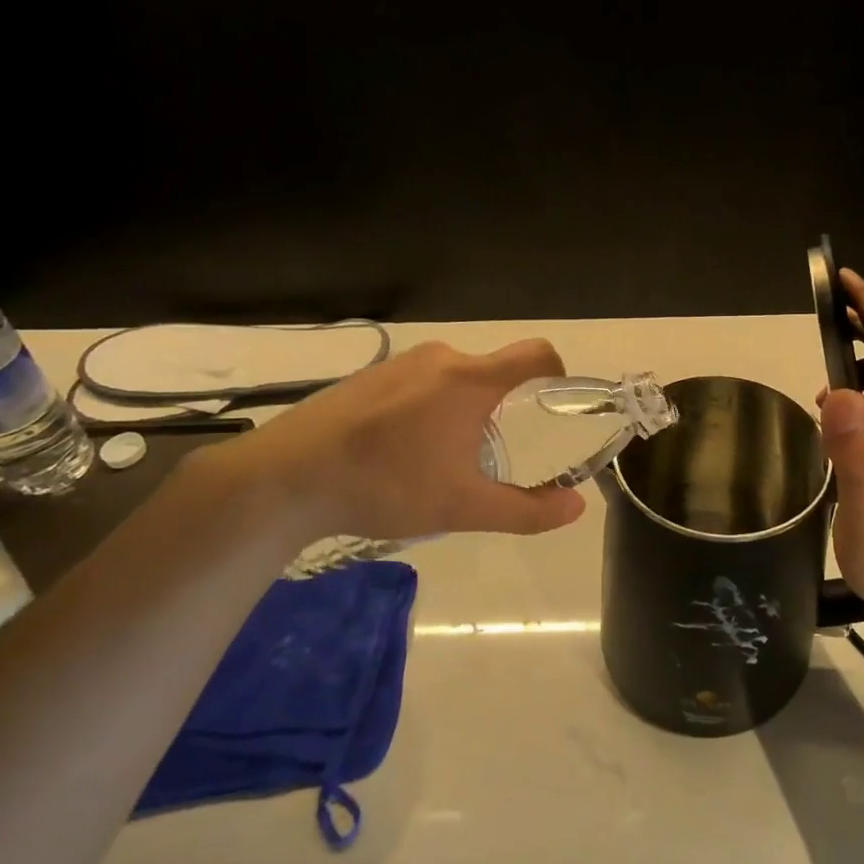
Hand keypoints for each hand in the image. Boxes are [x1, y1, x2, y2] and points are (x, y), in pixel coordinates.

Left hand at [202, 338, 586, 547]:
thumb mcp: (463, 506)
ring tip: (442, 457)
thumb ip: (526, 510)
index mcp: (470, 379)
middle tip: (492, 452)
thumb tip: (576, 507)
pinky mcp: (369, 376)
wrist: (287, 477)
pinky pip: (418, 383)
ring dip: (462, 409)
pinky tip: (400, 450)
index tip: (557, 404)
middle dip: (503, 406)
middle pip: (493, 371)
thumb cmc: (387, 485)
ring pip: (453, 378)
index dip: (557, 372)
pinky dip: (427, 408)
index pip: (535, 353)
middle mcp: (440, 358)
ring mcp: (399, 363)